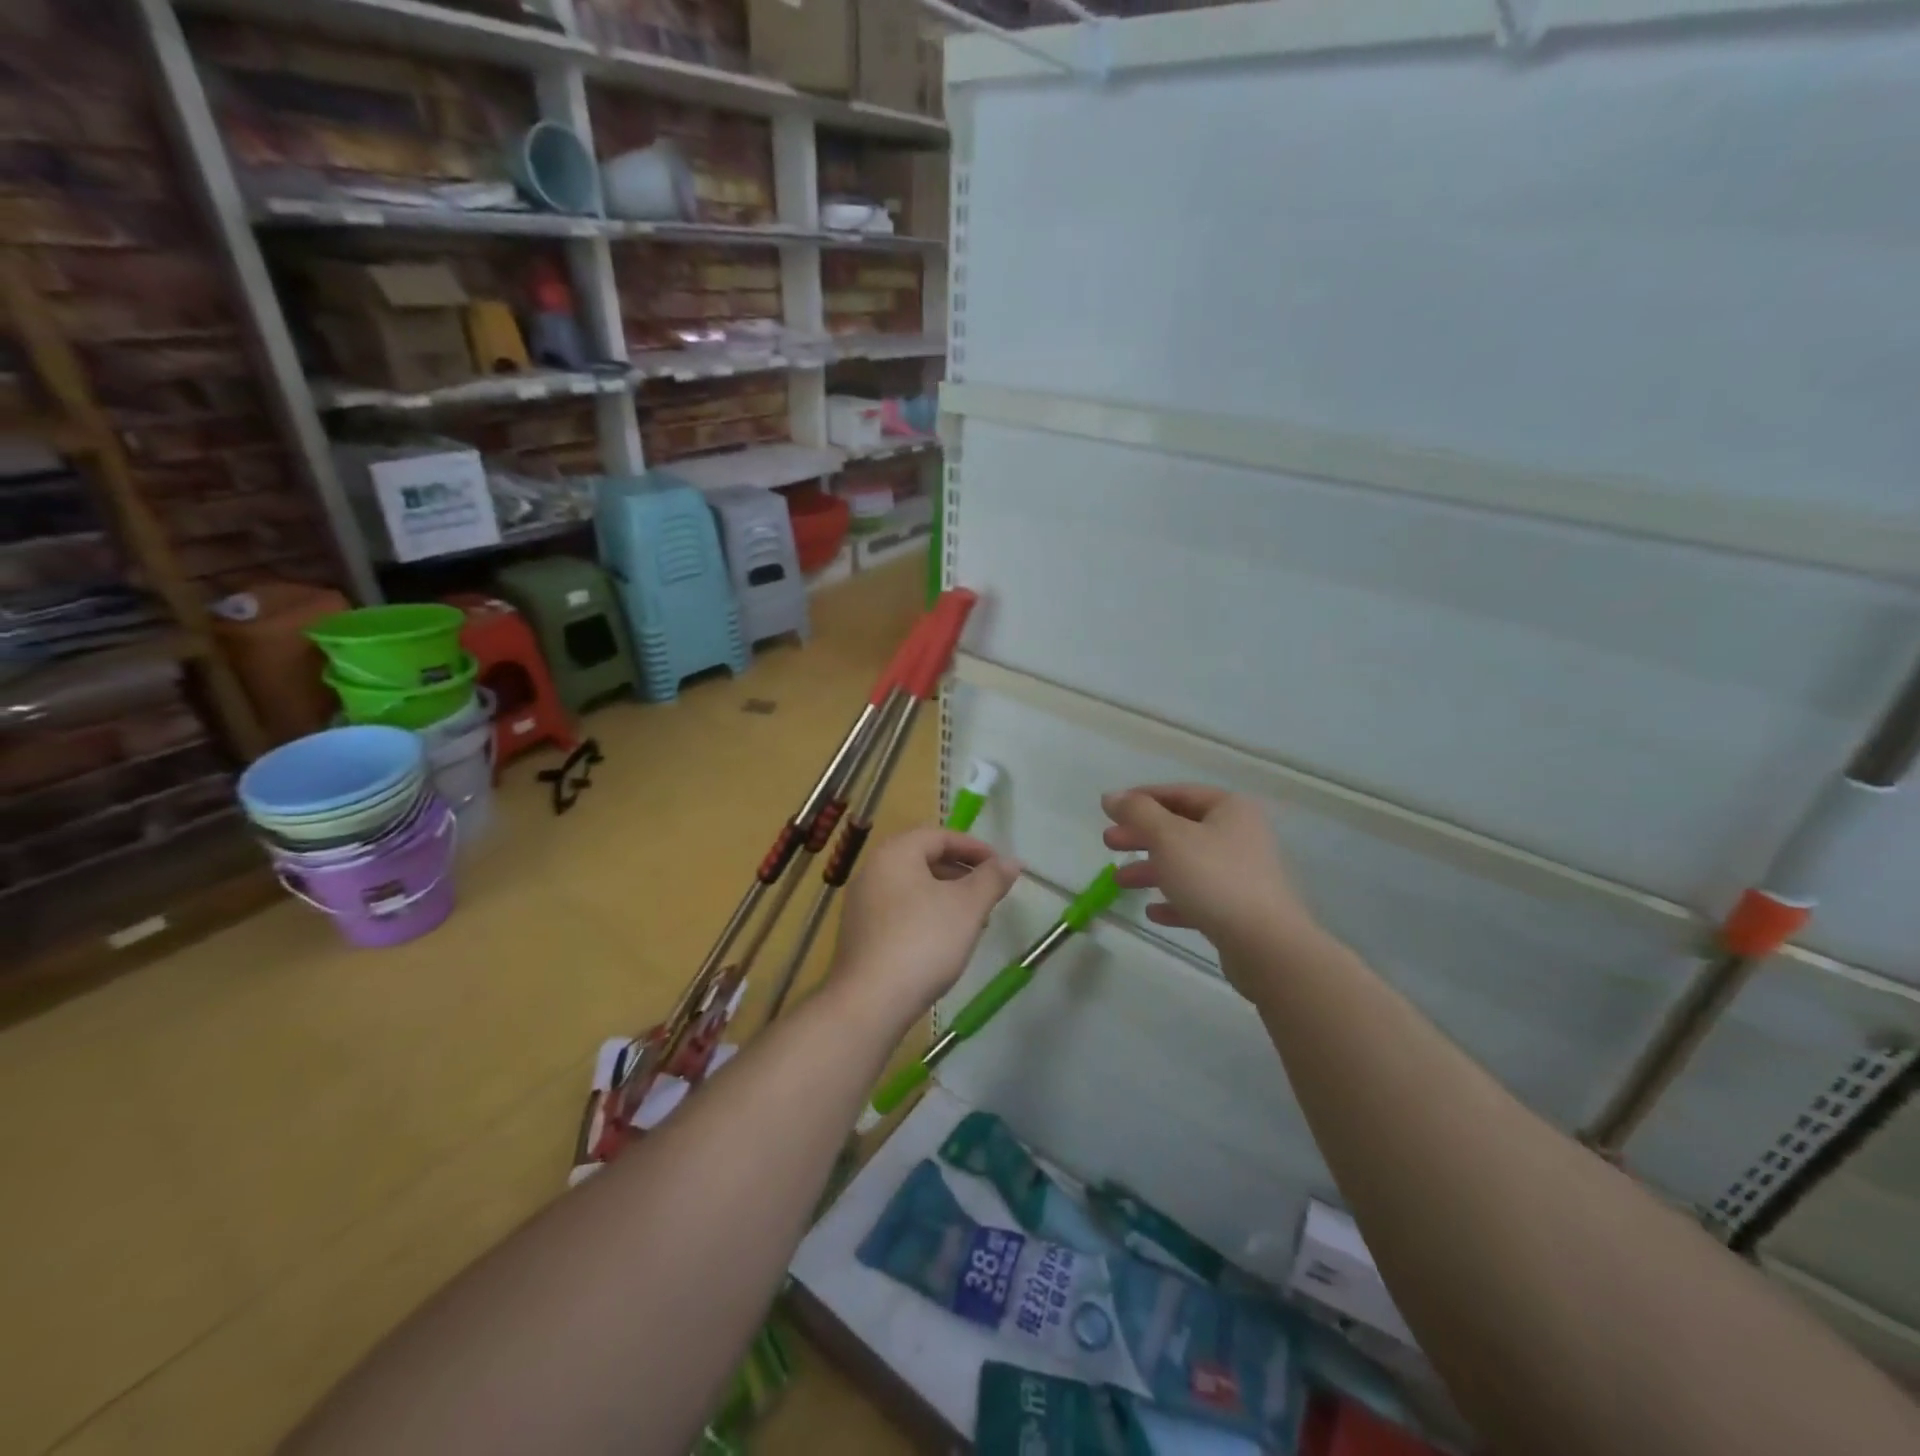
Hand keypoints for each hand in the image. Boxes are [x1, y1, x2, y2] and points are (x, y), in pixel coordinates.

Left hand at [829, 827, 1021, 1029]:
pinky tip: (945, 942)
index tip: (1001, 867)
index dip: (974, 848)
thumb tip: (1011, 861)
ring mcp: (861, 904)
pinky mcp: (860, 934)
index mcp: (895, 853)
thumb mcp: (967, 907)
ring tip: (974, 920)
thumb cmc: (923, 941)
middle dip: (961, 873)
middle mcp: (872, 871)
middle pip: (924, 859)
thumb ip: (991, 879)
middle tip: (990, 893)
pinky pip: (899, 912)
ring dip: (946, 897)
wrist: (870, 1001)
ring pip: (913, 888)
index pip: (939, 836)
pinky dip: (926, 915)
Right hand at [1101, 785, 1325, 969]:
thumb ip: (1137, 813)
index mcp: (1230, 809)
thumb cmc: (1213, 878)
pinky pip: (1200, 896)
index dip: (1142, 799)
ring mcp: (1243, 873)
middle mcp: (1240, 835)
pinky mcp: (1240, 909)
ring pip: (1187, 863)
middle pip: (1181, 829)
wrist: (1264, 944)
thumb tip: (1111, 796)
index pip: (1179, 793)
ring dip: (1152, 869)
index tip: (1110, 810)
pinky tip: (1153, 912)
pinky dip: (1174, 900)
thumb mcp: (1168, 837)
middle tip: (1109, 843)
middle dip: (1142, 836)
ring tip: (1119, 881)